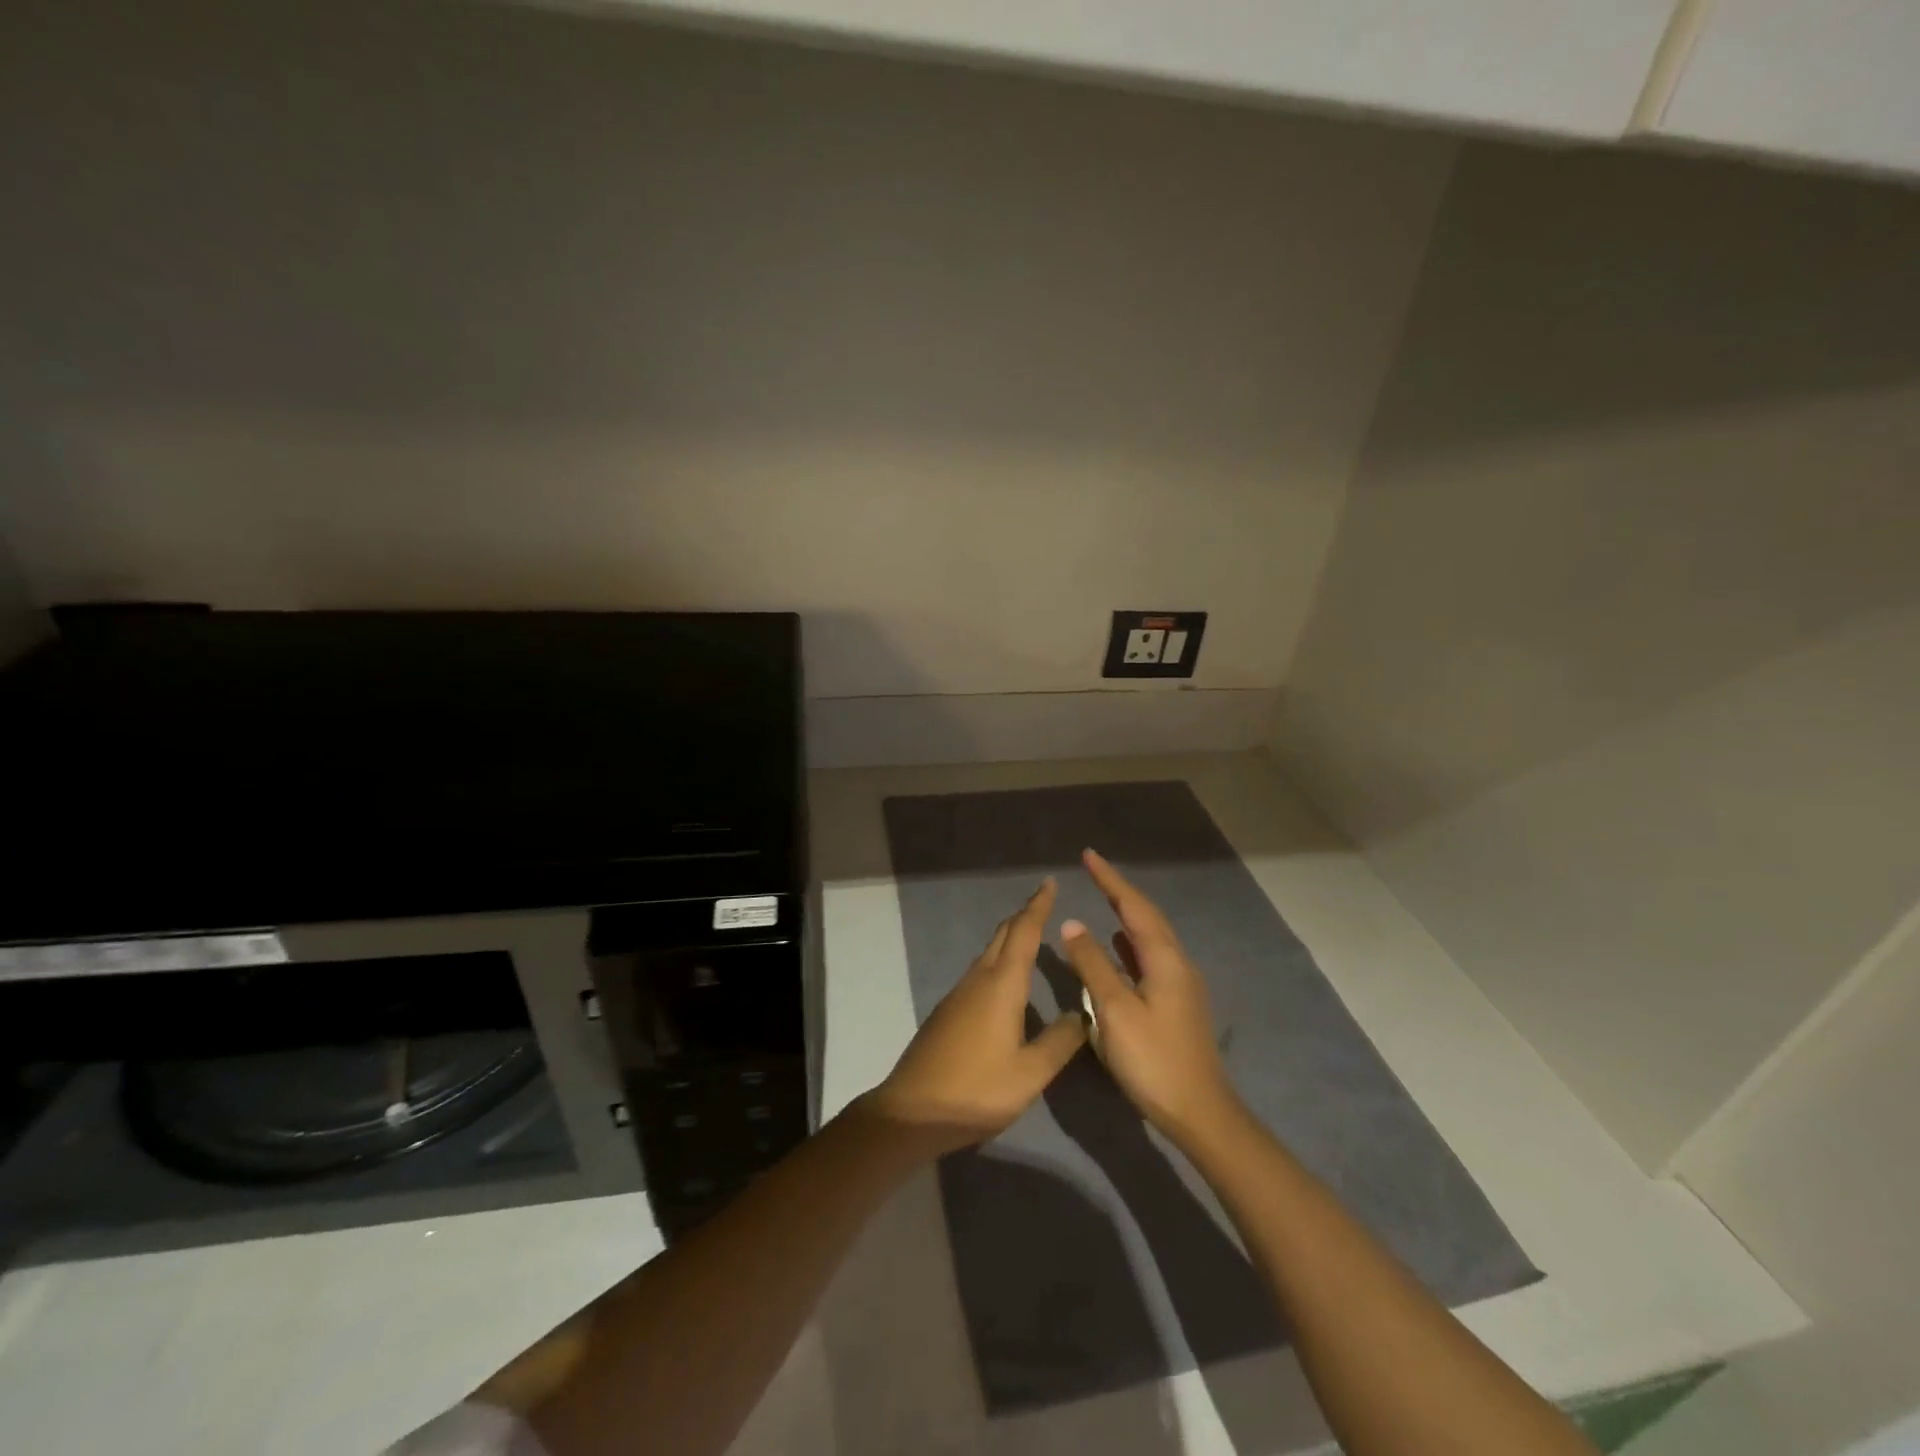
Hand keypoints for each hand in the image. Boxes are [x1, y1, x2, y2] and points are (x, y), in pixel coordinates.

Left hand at [865, 878, 1086, 1152]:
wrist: (913, 1111)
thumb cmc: (977, 1090)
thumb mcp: (1030, 1073)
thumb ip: (1059, 1041)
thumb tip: (1083, 1012)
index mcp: (1002, 985)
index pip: (1024, 933)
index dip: (1038, 906)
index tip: (1050, 883)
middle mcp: (979, 979)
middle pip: (1003, 935)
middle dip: (1024, 915)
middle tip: (1046, 902)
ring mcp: (959, 994)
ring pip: (989, 952)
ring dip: (1010, 937)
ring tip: (1032, 935)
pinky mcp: (949, 1011)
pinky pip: (980, 971)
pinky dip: (999, 960)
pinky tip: (1007, 980)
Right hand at [1058, 848, 1240, 1145]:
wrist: (1200, 1113)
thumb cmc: (1154, 1060)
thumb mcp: (1115, 1011)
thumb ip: (1093, 964)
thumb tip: (1074, 924)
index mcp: (1165, 959)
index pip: (1133, 906)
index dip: (1110, 879)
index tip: (1088, 855)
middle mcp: (1178, 963)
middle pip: (1146, 916)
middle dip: (1119, 890)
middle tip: (1093, 869)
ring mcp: (1181, 984)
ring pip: (1150, 936)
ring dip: (1126, 914)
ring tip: (1104, 898)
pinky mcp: (1177, 1003)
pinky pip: (1150, 957)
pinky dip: (1131, 942)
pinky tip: (1118, 947)